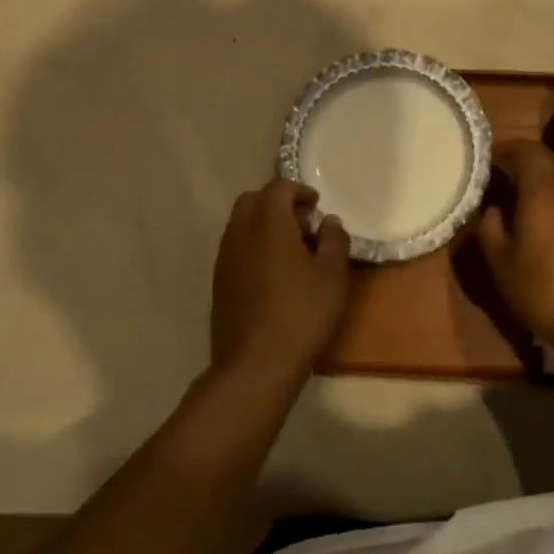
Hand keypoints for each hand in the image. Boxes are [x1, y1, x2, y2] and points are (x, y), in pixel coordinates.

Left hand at [210, 180, 351, 384]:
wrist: (255, 365)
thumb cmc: (301, 314)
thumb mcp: (332, 275)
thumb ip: (334, 240)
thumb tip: (328, 222)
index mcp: (268, 224)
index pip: (278, 188)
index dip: (299, 191)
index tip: (317, 206)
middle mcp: (240, 233)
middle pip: (253, 201)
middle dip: (278, 204)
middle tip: (303, 225)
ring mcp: (224, 259)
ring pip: (240, 225)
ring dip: (264, 226)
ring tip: (291, 252)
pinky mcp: (219, 283)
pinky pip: (235, 249)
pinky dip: (253, 247)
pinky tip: (274, 275)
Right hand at [476, 140, 553, 343]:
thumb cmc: (544, 290)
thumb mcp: (501, 264)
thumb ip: (490, 229)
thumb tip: (493, 209)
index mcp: (543, 190)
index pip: (526, 150)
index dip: (506, 150)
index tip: (490, 160)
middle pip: (552, 157)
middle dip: (529, 160)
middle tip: (508, 176)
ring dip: (550, 178)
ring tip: (530, 200)